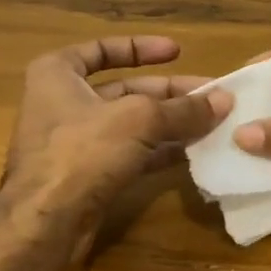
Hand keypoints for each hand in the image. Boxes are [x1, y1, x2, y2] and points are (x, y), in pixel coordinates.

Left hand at [3, 36, 230, 237]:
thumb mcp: (139, 119)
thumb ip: (182, 109)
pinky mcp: (88, 174)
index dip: (141, 48)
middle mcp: (62, 102)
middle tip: (212, 97)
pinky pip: (130, 153)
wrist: (46, 222)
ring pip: (131, 124)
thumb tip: (224, 100)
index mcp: (58, 74)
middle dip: (169, 93)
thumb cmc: (83, 151)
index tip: (177, 52)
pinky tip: (193, 151)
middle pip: (124, 89)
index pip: (102, 49)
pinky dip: (159, 150)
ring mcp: (74, 142)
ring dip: (170, 123)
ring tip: (212, 123)